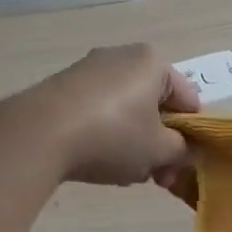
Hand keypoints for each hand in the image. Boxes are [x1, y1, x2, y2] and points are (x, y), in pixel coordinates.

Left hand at [6, 44, 200, 186]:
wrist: (40, 132)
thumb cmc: (112, 135)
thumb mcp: (158, 150)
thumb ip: (182, 150)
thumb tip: (184, 150)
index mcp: (152, 61)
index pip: (188, 98)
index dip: (191, 135)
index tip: (181, 165)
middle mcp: (122, 55)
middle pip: (155, 103)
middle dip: (159, 142)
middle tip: (157, 176)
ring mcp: (90, 68)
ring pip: (126, 108)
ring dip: (133, 141)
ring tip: (123, 172)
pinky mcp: (65, 84)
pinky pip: (99, 109)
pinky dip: (105, 132)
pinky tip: (95, 157)